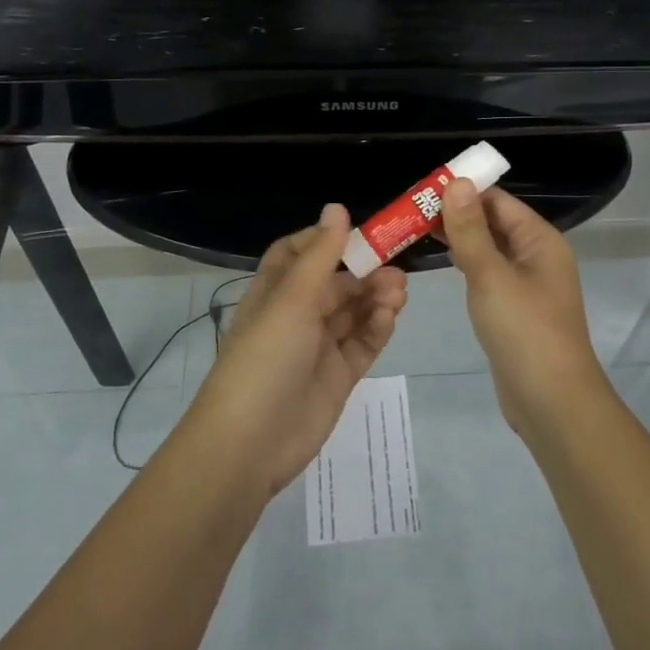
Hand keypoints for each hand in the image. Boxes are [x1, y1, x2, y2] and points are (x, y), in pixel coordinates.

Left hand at [186, 204, 407, 497]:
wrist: (251, 442)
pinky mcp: (339, 375)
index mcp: (275, 291)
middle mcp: (297, 314)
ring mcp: (319, 346)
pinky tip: (390, 317)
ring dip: (376, 298)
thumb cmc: (266, 357)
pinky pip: (363, 342)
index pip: (298, 253)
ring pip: (354, 311)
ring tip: (398, 293)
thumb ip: (321, 255)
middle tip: (396, 270)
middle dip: (365, 272)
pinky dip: (378, 327)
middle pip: (336, 282)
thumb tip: (338, 207)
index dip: (325, 240)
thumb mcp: (292, 299)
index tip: (358, 232)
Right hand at [439, 178, 607, 435]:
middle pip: (494, 222)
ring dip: (459, 237)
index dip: (463, 190)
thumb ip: (470, 229)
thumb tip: (457, 182)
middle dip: (456, 213)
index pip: (498, 200)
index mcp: (540, 240)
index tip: (422, 189)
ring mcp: (527, 284)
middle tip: (410, 210)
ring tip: (415, 228)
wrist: (551, 401)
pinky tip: (441, 261)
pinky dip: (466, 263)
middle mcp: (537, 255)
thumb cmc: (523, 330)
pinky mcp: (515, 308)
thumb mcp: (490, 275)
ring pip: (489, 248)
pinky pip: (488, 273)